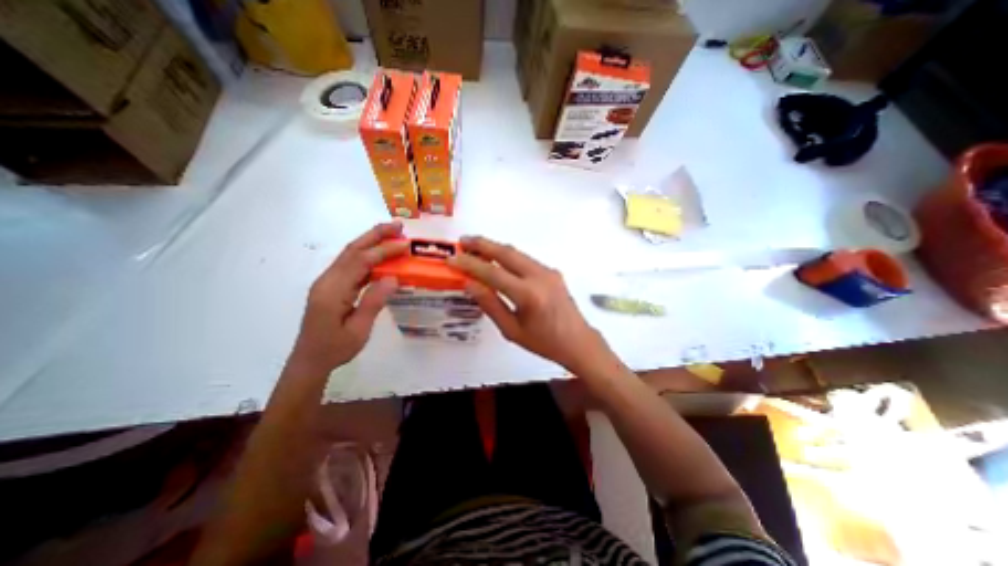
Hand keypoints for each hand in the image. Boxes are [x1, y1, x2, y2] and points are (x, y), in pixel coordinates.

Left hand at [292, 221, 403, 371]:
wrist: (310, 360)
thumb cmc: (335, 349)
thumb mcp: (358, 330)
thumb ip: (373, 302)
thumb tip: (393, 278)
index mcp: (332, 291)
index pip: (360, 262)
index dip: (383, 250)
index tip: (405, 244)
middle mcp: (327, 280)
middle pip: (352, 249)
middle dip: (375, 234)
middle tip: (398, 225)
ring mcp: (328, 281)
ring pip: (350, 254)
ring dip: (371, 241)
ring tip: (393, 234)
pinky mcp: (332, 285)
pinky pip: (351, 264)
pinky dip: (367, 255)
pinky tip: (381, 255)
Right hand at [450, 237, 609, 372]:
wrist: (577, 341)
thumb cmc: (544, 342)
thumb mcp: (512, 330)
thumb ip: (491, 304)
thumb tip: (470, 284)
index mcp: (528, 295)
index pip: (493, 273)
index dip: (470, 264)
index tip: (452, 259)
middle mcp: (540, 276)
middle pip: (506, 253)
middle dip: (482, 244)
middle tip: (463, 241)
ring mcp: (548, 271)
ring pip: (517, 253)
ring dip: (495, 248)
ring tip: (475, 247)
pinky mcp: (552, 272)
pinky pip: (525, 259)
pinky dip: (508, 256)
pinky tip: (497, 259)